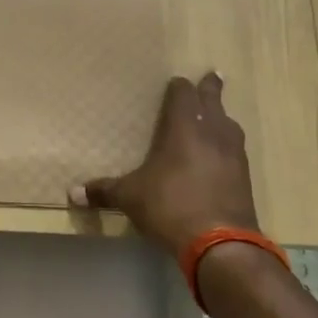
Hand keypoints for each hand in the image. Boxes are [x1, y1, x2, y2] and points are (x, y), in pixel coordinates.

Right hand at [70, 73, 259, 255]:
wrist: (220, 242)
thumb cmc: (169, 206)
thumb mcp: (130, 197)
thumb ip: (104, 191)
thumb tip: (72, 194)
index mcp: (184, 128)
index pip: (183, 95)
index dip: (179, 87)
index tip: (176, 82)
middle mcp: (213, 133)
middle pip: (213, 101)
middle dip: (210, 89)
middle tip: (212, 76)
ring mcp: (234, 154)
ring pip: (229, 125)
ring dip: (221, 117)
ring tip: (216, 116)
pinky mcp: (245, 177)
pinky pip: (235, 150)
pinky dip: (227, 145)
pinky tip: (221, 154)